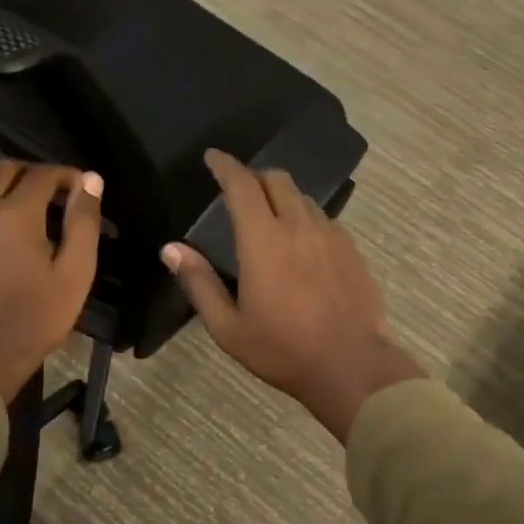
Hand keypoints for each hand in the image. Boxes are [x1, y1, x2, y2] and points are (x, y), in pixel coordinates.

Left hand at [0, 161, 102, 403]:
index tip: (86, 191)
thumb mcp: (76, 270)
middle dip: (36, 173)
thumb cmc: (39, 314)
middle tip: (61, 196)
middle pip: (6, 168)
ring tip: (39, 211)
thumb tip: (91, 179)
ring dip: (12, 186)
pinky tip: (12, 229)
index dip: (68, 176)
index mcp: (14, 214)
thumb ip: (83, 220)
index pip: (43, 174)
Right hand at [162, 150, 422, 442]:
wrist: (352, 366)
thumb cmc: (283, 350)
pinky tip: (302, 243)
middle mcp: (299, 226)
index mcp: (263, 240)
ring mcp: (331, 235)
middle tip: (239, 189)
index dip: (225, 165)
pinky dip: (305, 218)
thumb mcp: (229, 327)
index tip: (213, 157)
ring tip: (270, 216)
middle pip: (277, 180)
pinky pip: (324, 219)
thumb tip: (171, 250)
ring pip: (303, 198)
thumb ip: (199, 284)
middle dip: (254, 176)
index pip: (242, 185)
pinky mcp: (352, 250)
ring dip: (282, 197)